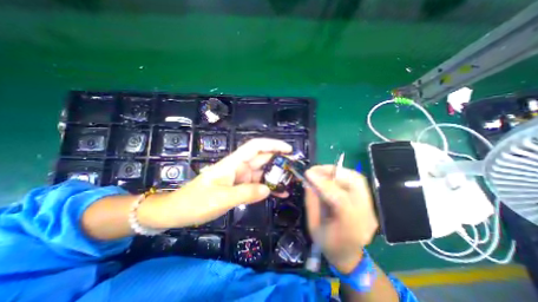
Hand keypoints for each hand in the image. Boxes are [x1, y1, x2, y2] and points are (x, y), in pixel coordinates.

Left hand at [138, 138, 290, 228]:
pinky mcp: (240, 187)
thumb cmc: (196, 202)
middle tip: (295, 168)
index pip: (255, 147)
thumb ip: (246, 193)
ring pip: (261, 172)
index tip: (288, 150)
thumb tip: (267, 189)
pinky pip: (257, 184)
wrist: (179, 211)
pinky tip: (279, 193)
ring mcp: (240, 177)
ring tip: (290, 182)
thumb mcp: (221, 198)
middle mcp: (239, 167)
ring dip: (275, 176)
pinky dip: (268, 187)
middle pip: (262, 159)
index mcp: (233, 163)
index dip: (272, 145)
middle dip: (278, 161)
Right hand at [306, 165, 377, 273]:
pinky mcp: (369, 203)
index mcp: (351, 228)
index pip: (341, 199)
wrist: (349, 256)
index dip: (323, 183)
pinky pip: (357, 182)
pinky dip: (342, 175)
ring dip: (337, 171)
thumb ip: (311, 201)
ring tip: (322, 172)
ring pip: (357, 179)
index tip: (308, 173)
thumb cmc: (327, 244)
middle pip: (355, 183)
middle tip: (315, 169)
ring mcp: (371, 209)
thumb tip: (308, 181)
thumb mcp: (312, 225)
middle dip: (332, 171)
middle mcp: (366, 216)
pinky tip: (331, 177)